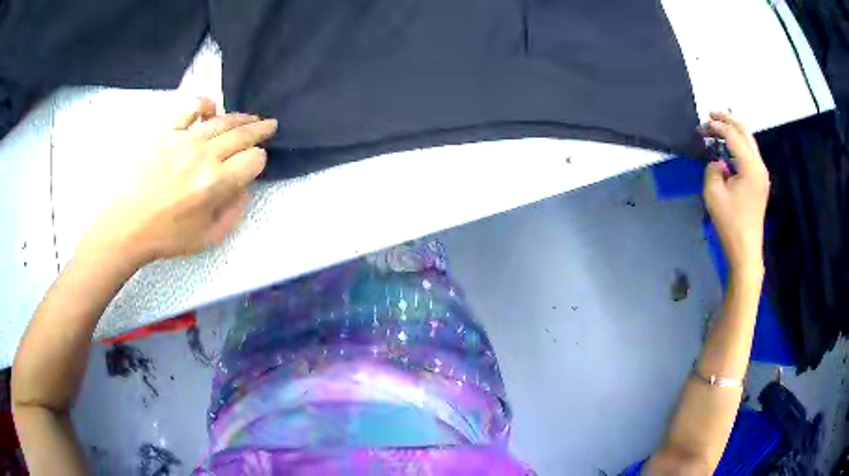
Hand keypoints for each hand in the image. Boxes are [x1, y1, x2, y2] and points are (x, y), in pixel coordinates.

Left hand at [78, 97, 277, 265]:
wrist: (129, 224)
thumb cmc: (168, 236)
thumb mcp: (209, 237)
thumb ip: (234, 212)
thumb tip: (244, 188)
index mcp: (216, 183)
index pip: (254, 159)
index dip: (259, 161)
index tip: (253, 165)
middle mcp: (204, 155)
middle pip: (242, 134)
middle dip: (260, 129)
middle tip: (269, 125)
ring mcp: (184, 139)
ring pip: (222, 119)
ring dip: (240, 117)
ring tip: (250, 117)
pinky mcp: (166, 131)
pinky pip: (190, 108)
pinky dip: (204, 104)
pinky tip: (210, 110)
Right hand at [702, 111, 769, 275]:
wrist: (745, 250)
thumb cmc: (729, 223)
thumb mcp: (713, 194)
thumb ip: (713, 169)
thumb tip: (719, 162)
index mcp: (750, 166)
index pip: (733, 136)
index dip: (716, 126)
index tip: (701, 126)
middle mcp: (759, 166)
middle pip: (745, 132)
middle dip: (728, 120)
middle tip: (711, 115)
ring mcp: (762, 174)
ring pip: (749, 142)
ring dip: (734, 131)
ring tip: (719, 126)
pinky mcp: (760, 182)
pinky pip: (750, 154)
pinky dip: (739, 144)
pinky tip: (729, 147)